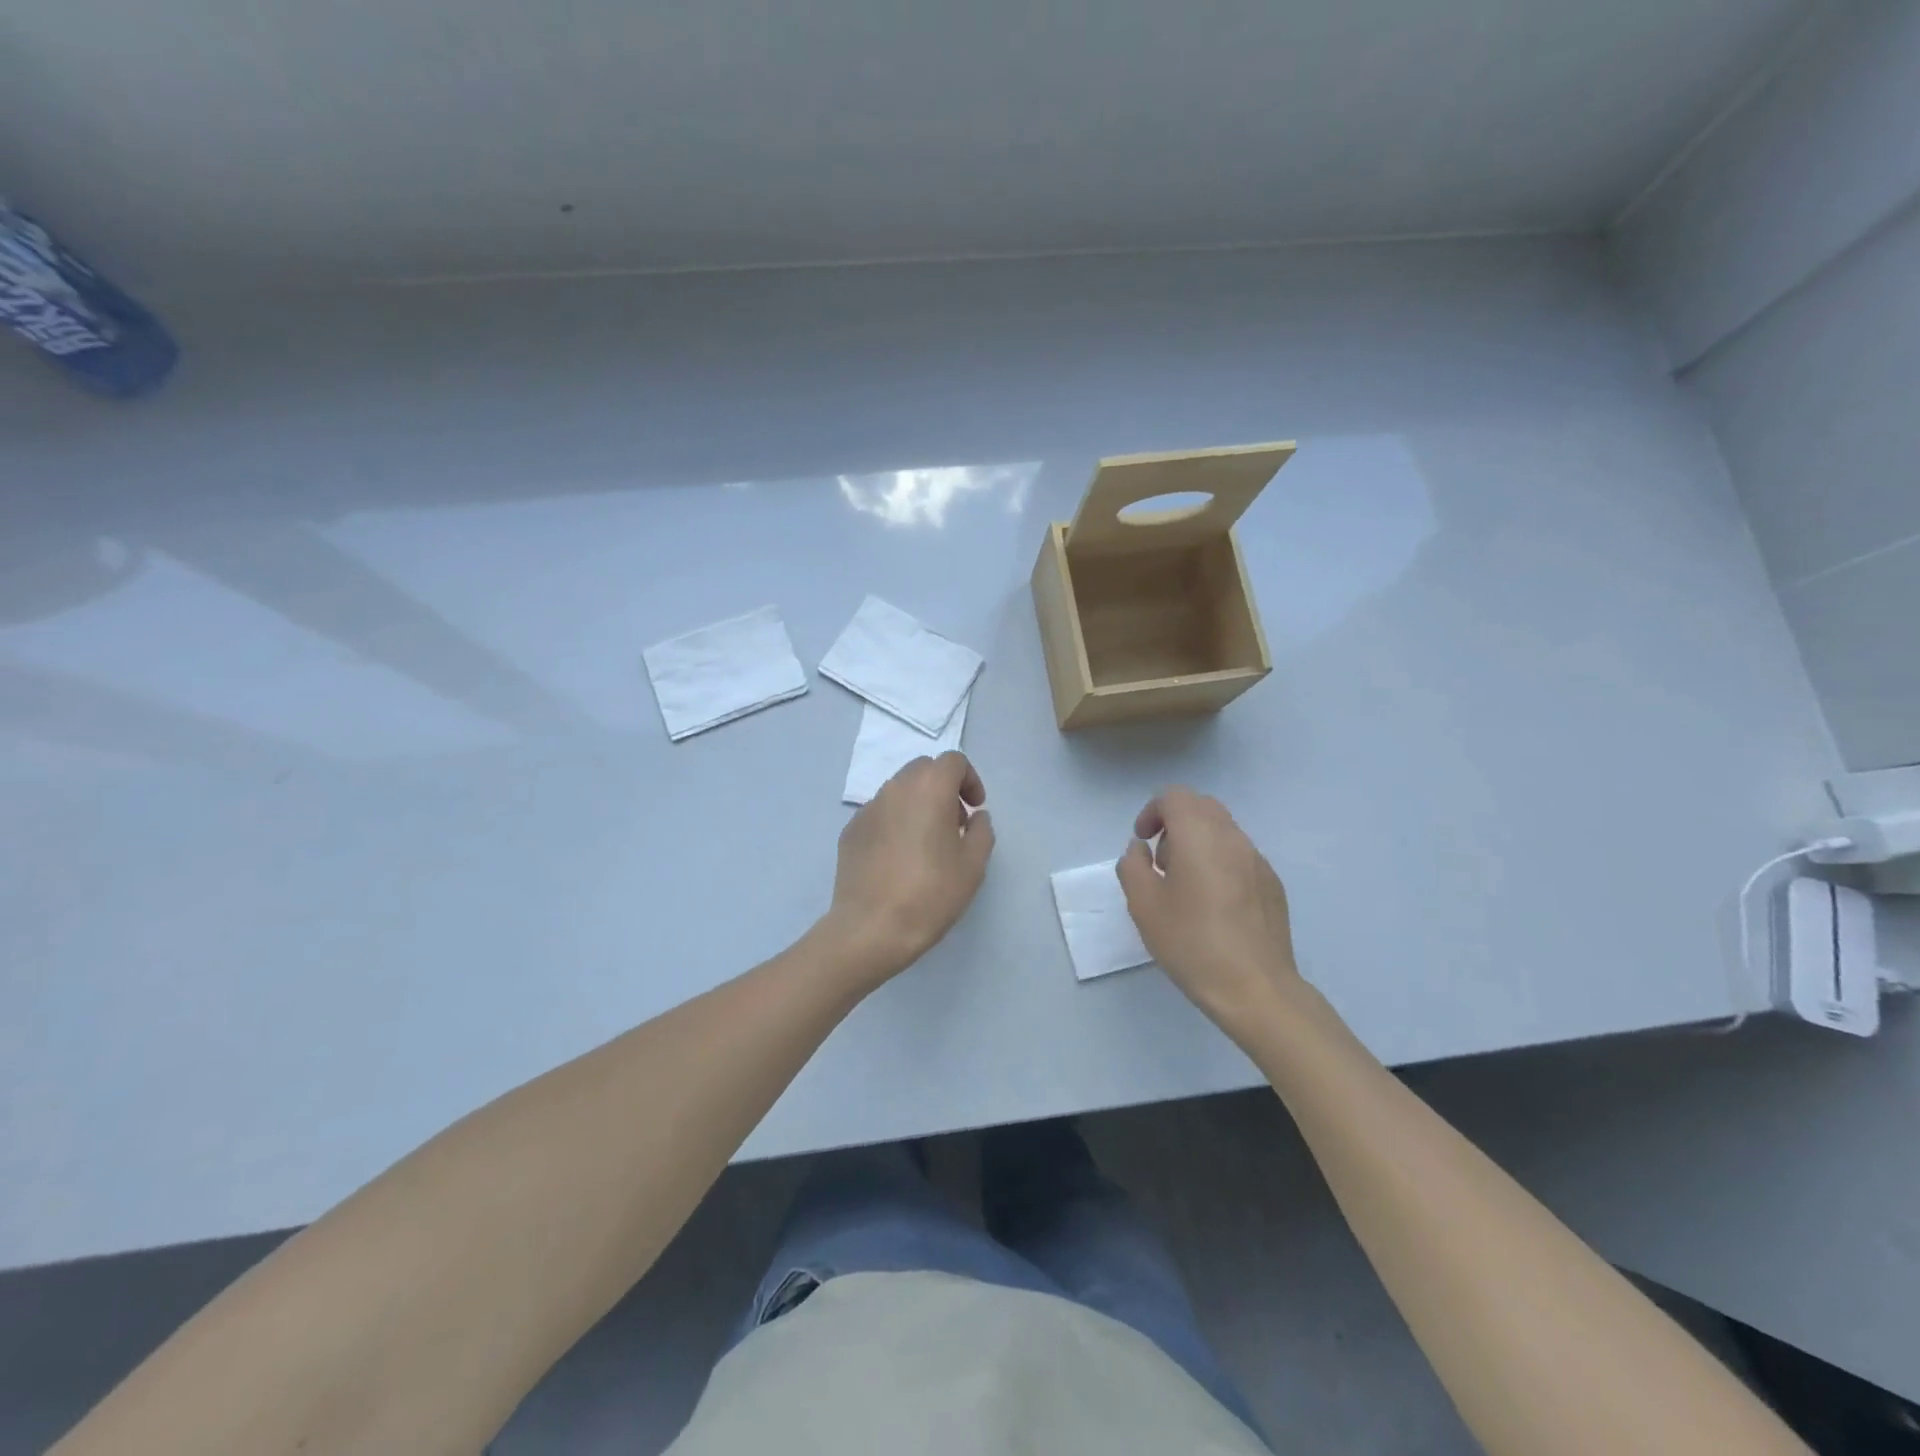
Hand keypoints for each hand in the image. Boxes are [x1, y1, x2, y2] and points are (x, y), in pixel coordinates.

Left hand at [824, 751, 994, 987]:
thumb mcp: (973, 865)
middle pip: (923, 770)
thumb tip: (975, 817)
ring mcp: (867, 809)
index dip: (970, 779)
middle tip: (954, 823)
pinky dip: (895, 822)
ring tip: (926, 843)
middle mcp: (895, 789)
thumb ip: (981, 831)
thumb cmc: (930, 893)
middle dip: (943, 788)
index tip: (975, 808)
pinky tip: (898, 859)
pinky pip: (879, 814)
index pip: (952, 761)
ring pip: (899, 791)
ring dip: (918, 804)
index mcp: (929, 789)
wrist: (871, 928)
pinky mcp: (850, 831)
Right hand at [1117, 788, 1302, 1033]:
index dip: (1153, 811)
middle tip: (1162, 862)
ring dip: (1198, 842)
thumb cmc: (1191, 943)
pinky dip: (1220, 862)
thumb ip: (1133, 866)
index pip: (1175, 796)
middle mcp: (1233, 838)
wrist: (1255, 988)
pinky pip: (1240, 856)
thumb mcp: (1143, 906)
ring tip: (1186, 886)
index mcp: (1199, 836)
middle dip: (1176, 823)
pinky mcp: (1272, 884)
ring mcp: (1258, 861)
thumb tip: (1141, 849)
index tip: (1143, 841)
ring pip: (1223, 830)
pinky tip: (1214, 905)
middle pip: (1201, 807)